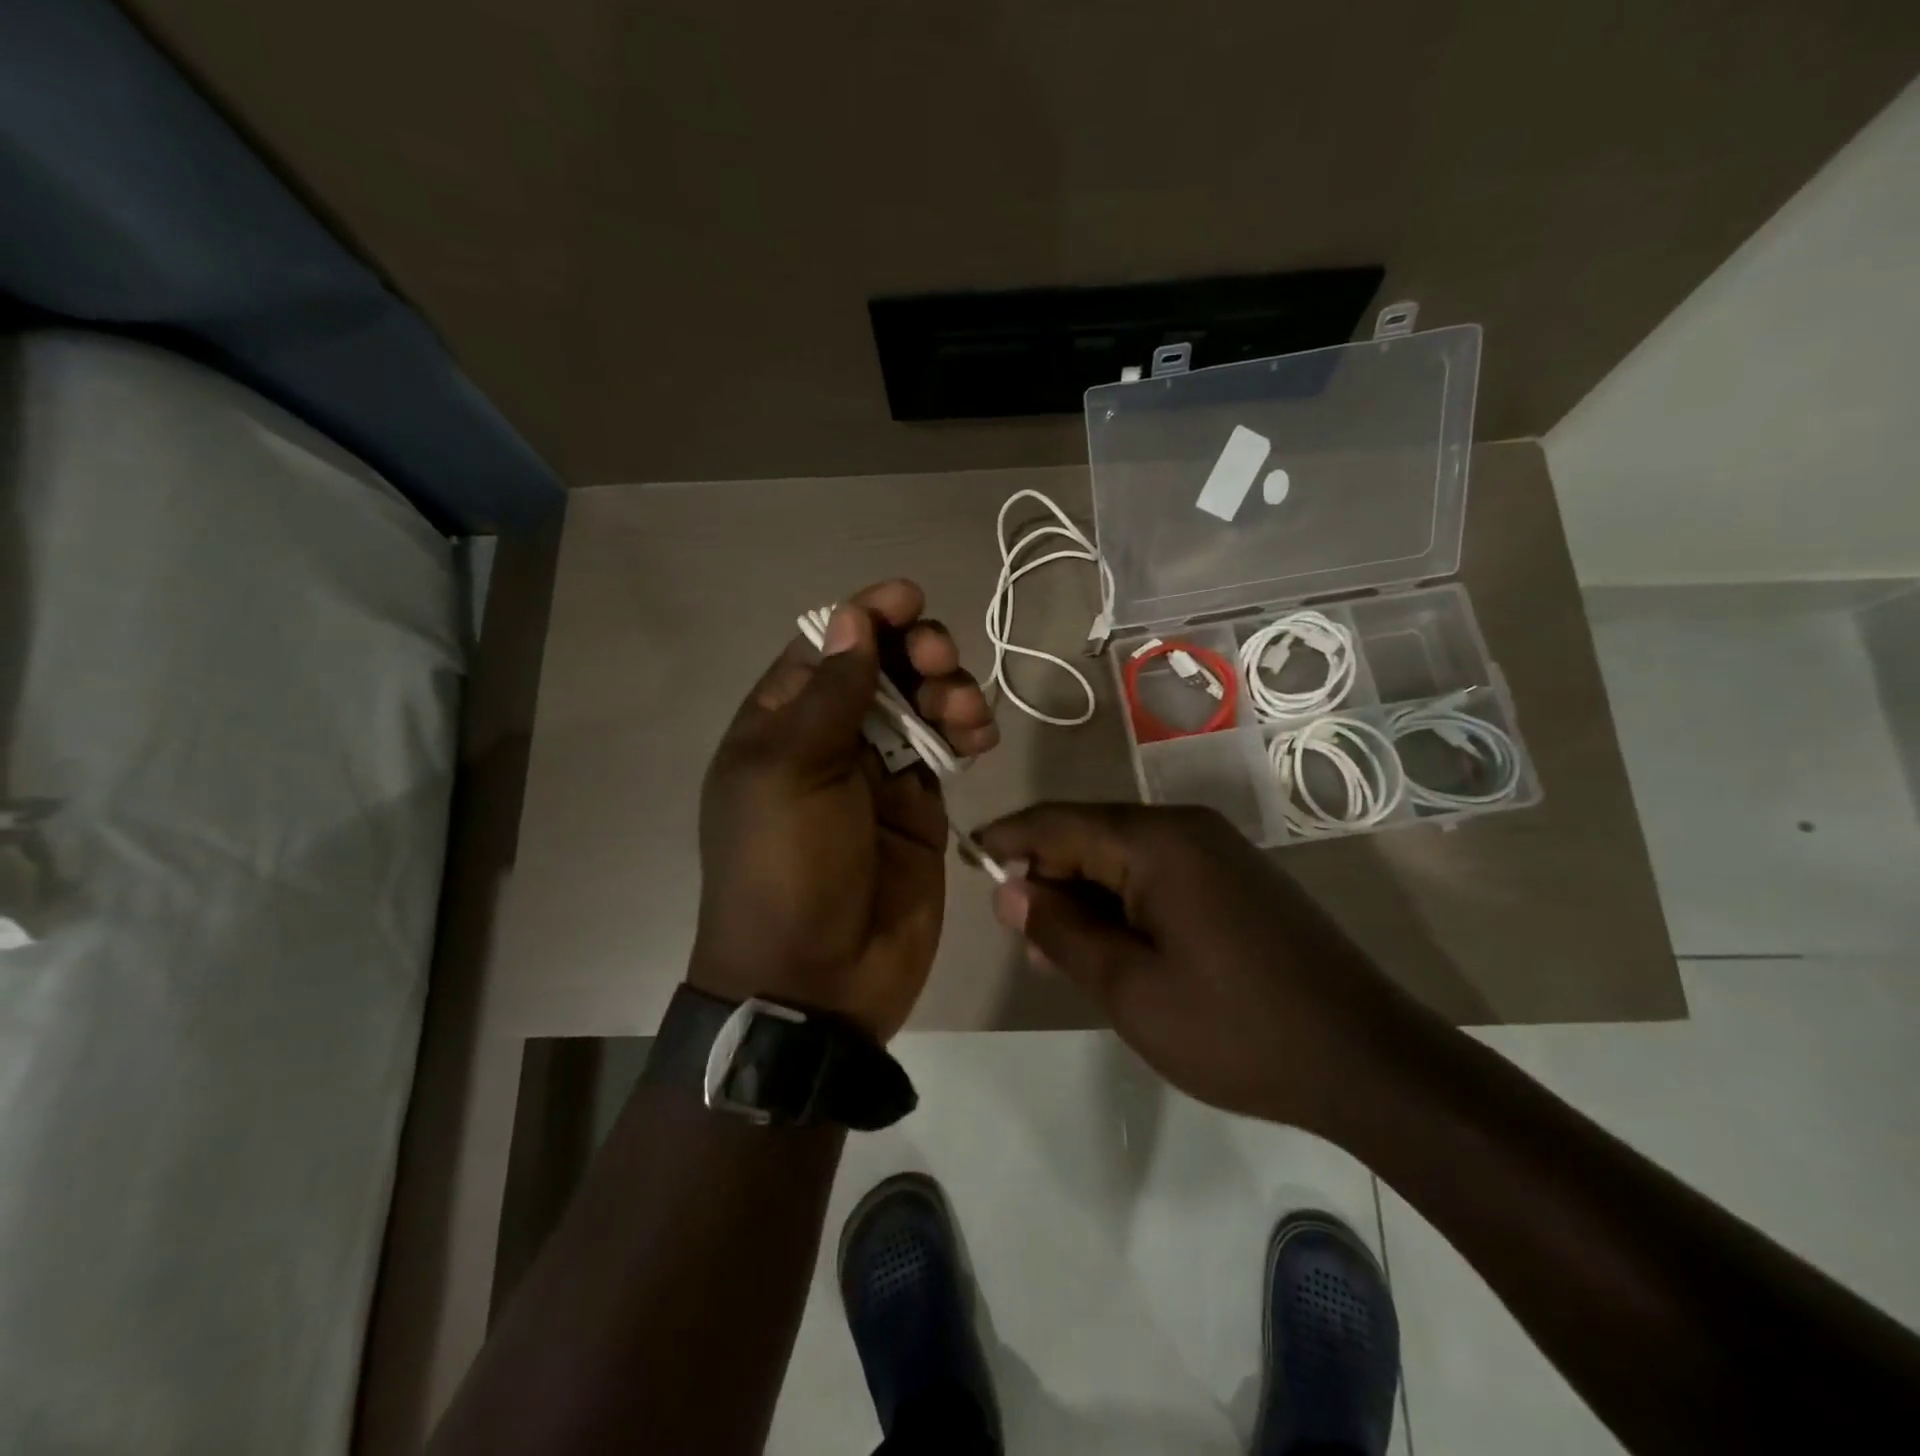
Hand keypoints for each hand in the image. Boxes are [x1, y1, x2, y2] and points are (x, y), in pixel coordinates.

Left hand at [692, 580, 997, 1041]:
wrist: (817, 980)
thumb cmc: (786, 869)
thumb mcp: (791, 773)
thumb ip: (829, 694)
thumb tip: (849, 618)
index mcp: (780, 722)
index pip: (824, 645)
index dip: (865, 614)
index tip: (910, 598)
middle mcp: (828, 738)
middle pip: (880, 666)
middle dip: (915, 650)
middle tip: (939, 659)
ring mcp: (877, 772)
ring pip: (920, 702)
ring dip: (948, 689)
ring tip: (964, 712)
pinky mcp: (919, 805)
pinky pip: (946, 748)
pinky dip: (966, 730)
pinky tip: (980, 737)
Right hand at [977, 803, 1417, 1130]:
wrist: (1368, 1059)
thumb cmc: (1234, 1028)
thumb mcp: (1129, 988)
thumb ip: (1061, 931)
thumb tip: (1010, 889)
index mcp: (1156, 841)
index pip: (1057, 822)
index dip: (1007, 839)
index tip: (966, 861)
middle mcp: (1186, 828)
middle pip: (1090, 834)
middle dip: (1046, 876)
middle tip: (1017, 936)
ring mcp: (1217, 852)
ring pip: (1123, 857)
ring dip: (1084, 895)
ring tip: (1056, 953)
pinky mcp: (1236, 879)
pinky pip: (1158, 874)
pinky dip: (1123, 903)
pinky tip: (1114, 948)